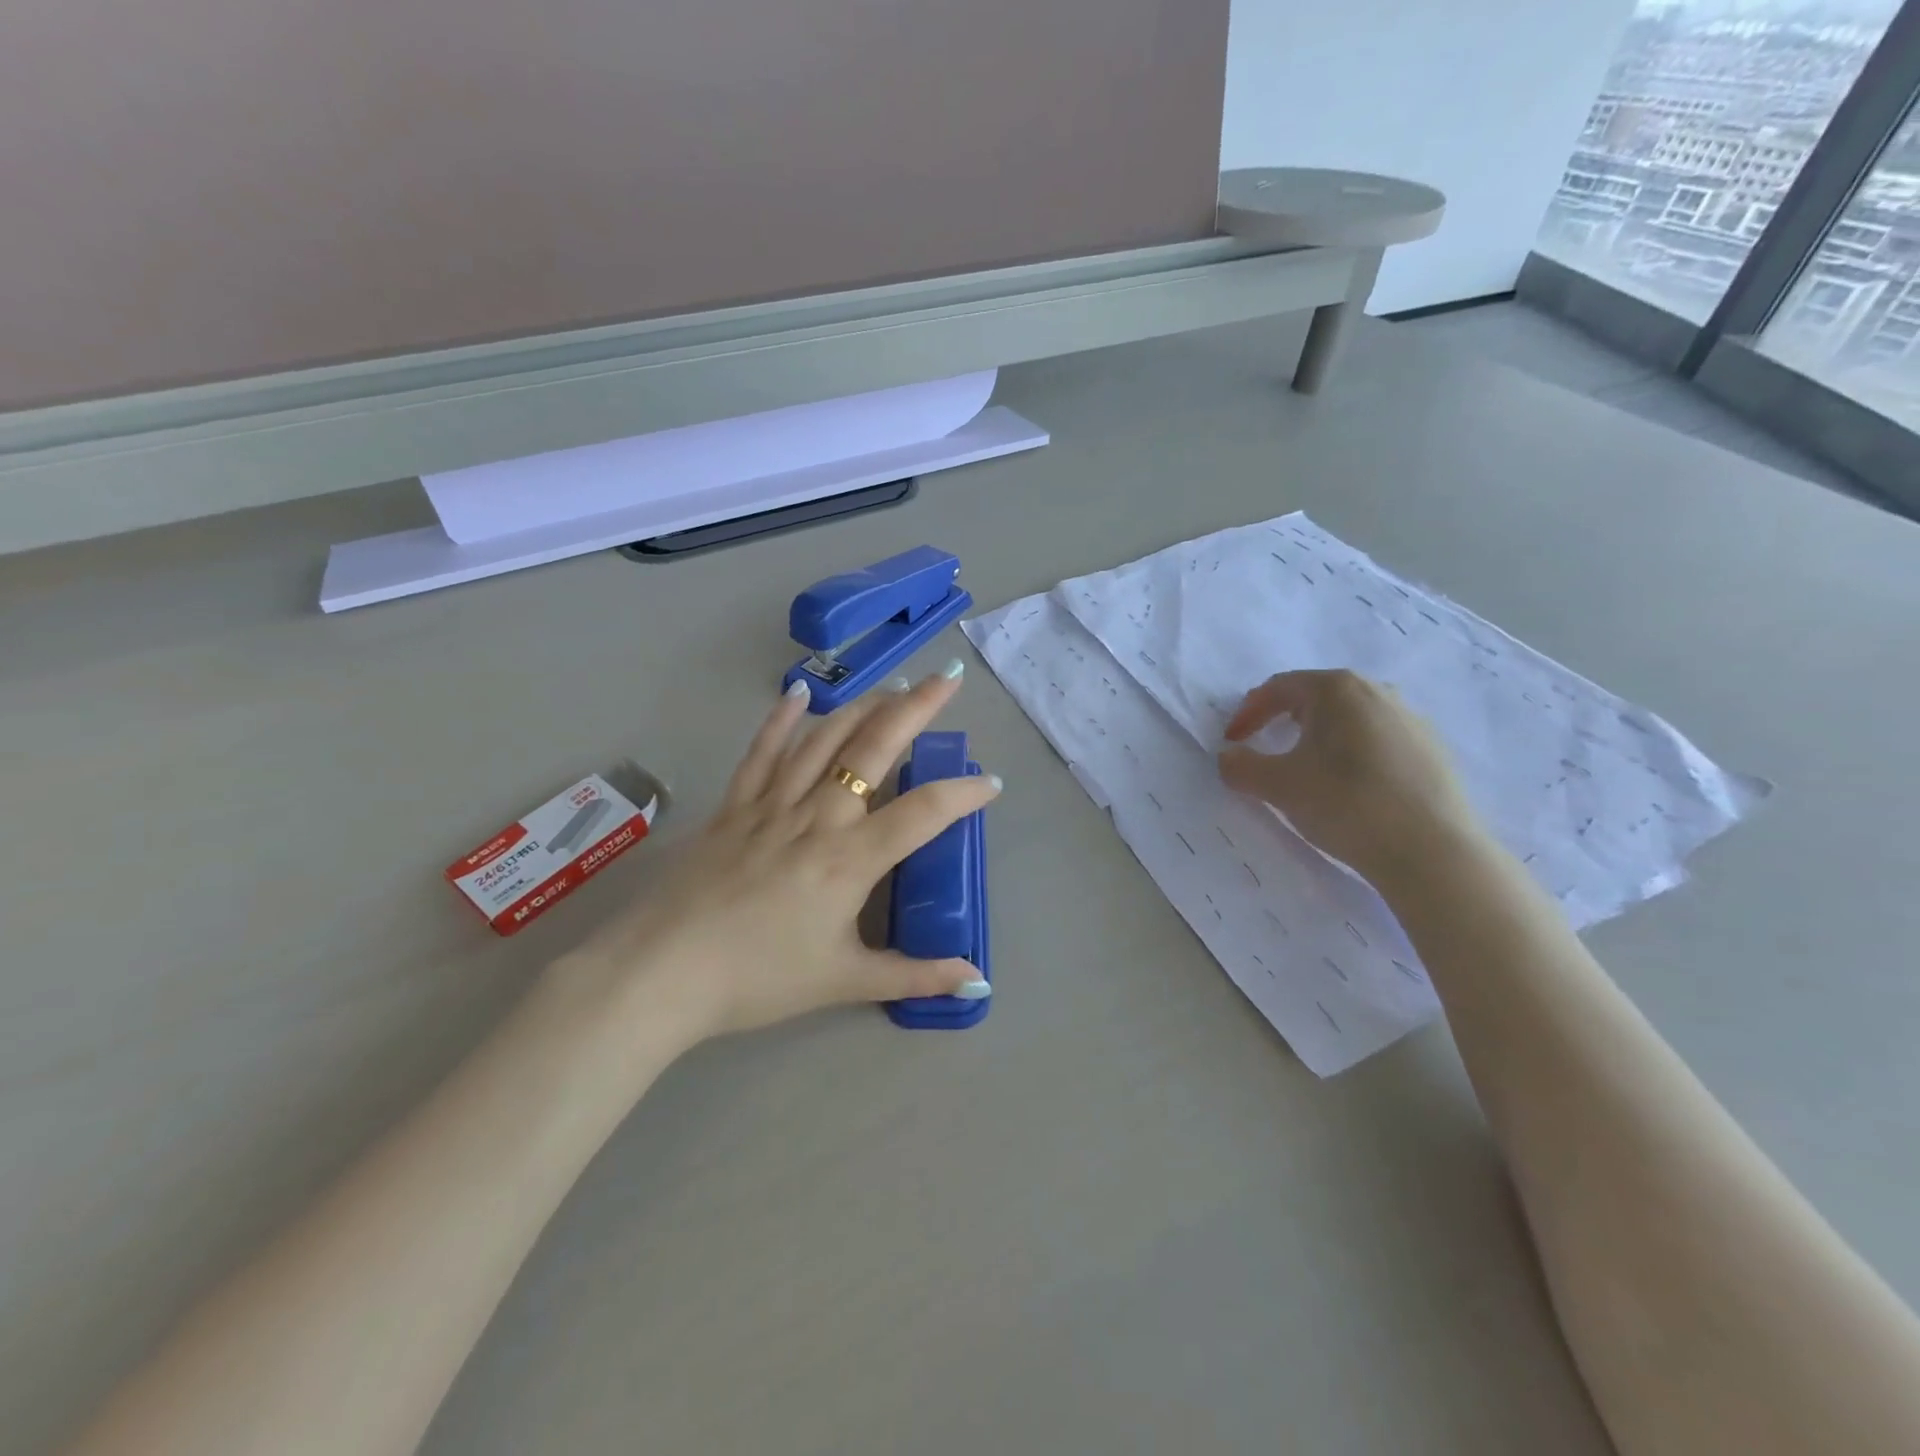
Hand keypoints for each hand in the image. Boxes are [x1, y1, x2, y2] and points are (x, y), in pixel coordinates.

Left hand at [561, 661, 999, 1043]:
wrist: (663, 973)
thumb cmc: (758, 979)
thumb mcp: (844, 982)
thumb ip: (915, 976)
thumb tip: (976, 984)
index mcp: (850, 859)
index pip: (923, 813)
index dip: (963, 794)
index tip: (991, 783)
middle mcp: (816, 817)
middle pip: (874, 749)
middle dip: (917, 709)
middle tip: (948, 679)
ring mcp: (771, 805)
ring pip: (824, 740)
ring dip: (863, 706)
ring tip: (893, 686)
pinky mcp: (733, 806)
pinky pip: (761, 752)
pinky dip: (781, 720)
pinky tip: (798, 691)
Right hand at [1217, 668, 1481, 882]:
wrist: (1431, 851)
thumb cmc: (1345, 803)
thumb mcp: (1277, 785)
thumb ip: (1240, 766)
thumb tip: (1228, 756)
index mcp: (1337, 689)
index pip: (1278, 688)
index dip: (1248, 712)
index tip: (1232, 741)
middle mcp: (1377, 691)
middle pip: (1316, 697)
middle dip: (1283, 718)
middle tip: (1264, 744)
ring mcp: (1411, 719)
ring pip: (1349, 718)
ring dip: (1319, 736)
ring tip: (1306, 767)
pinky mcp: (1432, 750)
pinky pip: (1377, 740)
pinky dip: (1352, 753)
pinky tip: (1349, 787)